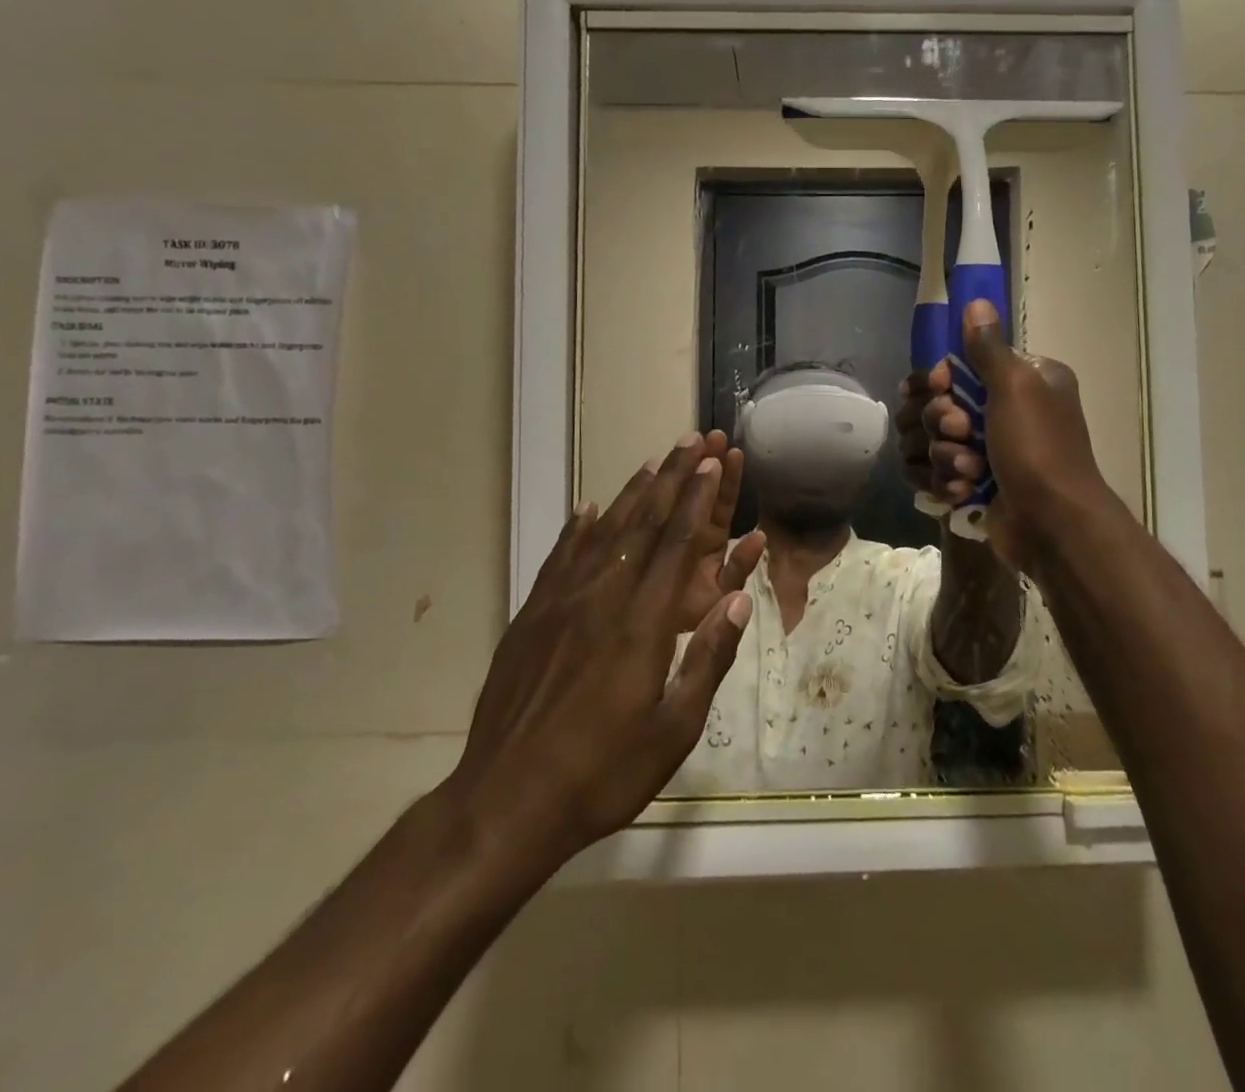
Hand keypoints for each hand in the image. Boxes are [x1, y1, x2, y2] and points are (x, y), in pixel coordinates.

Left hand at [441, 437, 754, 878]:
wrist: (505, 803)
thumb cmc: (602, 773)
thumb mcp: (673, 730)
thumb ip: (708, 660)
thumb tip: (739, 601)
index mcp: (642, 624)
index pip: (676, 545)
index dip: (696, 500)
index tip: (711, 463)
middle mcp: (602, 598)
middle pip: (643, 525)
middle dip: (671, 480)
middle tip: (690, 441)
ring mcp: (560, 604)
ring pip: (602, 533)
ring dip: (630, 494)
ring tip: (652, 461)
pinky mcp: (530, 617)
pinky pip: (559, 558)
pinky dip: (577, 528)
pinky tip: (587, 508)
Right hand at [912, 300, 1111, 569]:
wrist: (1052, 525)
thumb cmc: (1038, 448)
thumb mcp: (1016, 387)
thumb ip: (988, 347)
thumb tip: (977, 302)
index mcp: (1020, 381)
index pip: (956, 366)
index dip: (939, 380)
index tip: (943, 388)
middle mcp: (1002, 411)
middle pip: (934, 404)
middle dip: (939, 423)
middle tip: (961, 434)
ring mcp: (984, 450)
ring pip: (928, 441)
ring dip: (944, 456)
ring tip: (969, 472)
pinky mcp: (970, 483)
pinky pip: (932, 472)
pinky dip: (945, 482)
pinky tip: (964, 491)